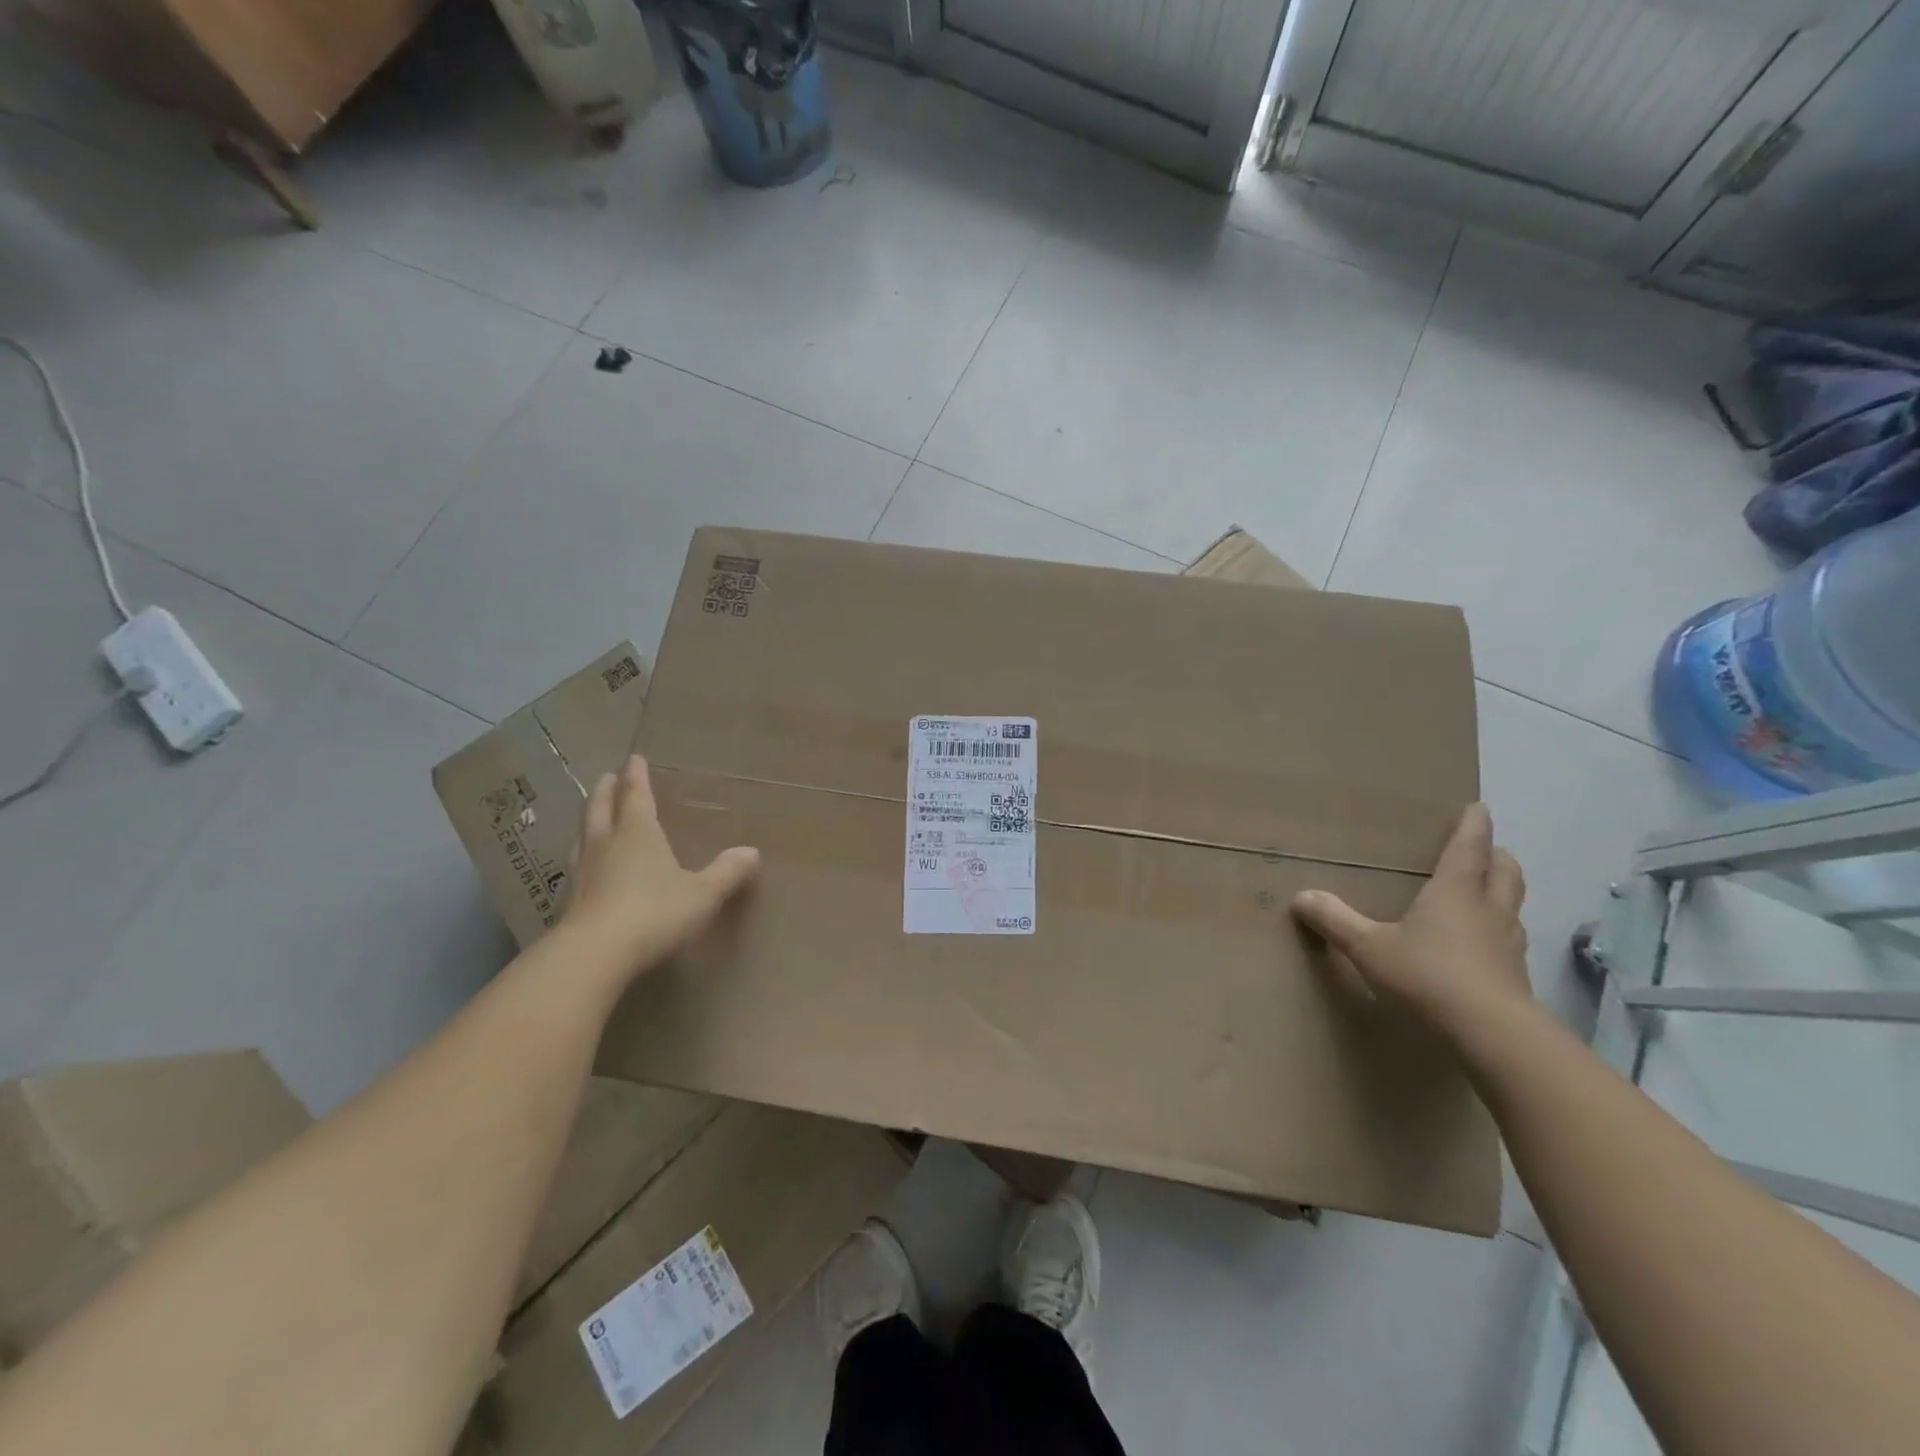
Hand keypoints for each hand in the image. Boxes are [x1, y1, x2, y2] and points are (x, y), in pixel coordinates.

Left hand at [561, 755, 760, 978]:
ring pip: (583, 835)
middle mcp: (606, 844)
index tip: (633, 759)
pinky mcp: (569, 902)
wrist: (594, 955)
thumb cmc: (655, 912)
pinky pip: (576, 866)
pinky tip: (584, 867)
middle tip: (606, 778)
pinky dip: (582, 856)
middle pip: (601, 809)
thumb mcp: (703, 894)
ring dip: (588, 820)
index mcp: (638, 833)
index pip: (636, 795)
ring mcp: (583, 873)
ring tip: (591, 814)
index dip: (636, 776)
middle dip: (605, 791)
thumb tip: (752, 852)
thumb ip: (726, 873)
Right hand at [1292, 802, 1531, 1042]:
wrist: (1493, 1035)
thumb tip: (1301, 895)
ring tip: (1485, 894)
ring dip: (1503, 892)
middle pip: (1505, 871)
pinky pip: (1510, 940)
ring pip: (1513, 905)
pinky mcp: (1517, 976)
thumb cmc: (1428, 976)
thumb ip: (1335, 920)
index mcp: (1456, 891)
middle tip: (1485, 850)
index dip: (1472, 825)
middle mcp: (1489, 909)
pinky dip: (1499, 931)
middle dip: (1496, 856)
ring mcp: (1509, 944)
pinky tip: (1483, 946)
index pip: (1469, 847)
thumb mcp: (1369, 947)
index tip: (1477, 807)